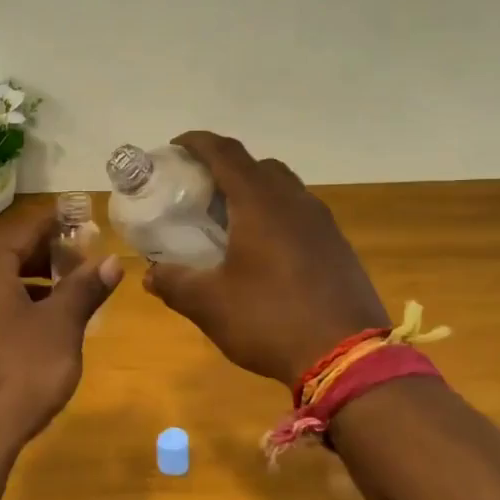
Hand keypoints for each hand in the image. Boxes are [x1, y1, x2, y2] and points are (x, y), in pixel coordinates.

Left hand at [0, 207, 122, 468]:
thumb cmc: (17, 374)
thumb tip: (112, 261)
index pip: (26, 230)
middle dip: (44, 257)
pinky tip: (27, 331)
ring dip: (26, 284)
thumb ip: (85, 289)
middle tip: (79, 263)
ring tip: (60, 298)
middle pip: (5, 255)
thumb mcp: (60, 329)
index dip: (57, 223)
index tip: (81, 218)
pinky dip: (4, 308)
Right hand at [144, 132, 387, 388]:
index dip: (197, 143)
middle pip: (258, 166)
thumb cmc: (271, 320)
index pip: (226, 153)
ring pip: (284, 189)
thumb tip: (151, 274)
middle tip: (200, 191)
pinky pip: (300, 215)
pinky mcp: (337, 246)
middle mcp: (295, 201)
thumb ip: (175, 283)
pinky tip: (264, 252)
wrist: (348, 357)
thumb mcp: (210, 305)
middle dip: (226, 168)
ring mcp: (322, 223)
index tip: (175, 147)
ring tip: (229, 221)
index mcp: (261, 203)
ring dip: (254, 193)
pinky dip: (276, 217)